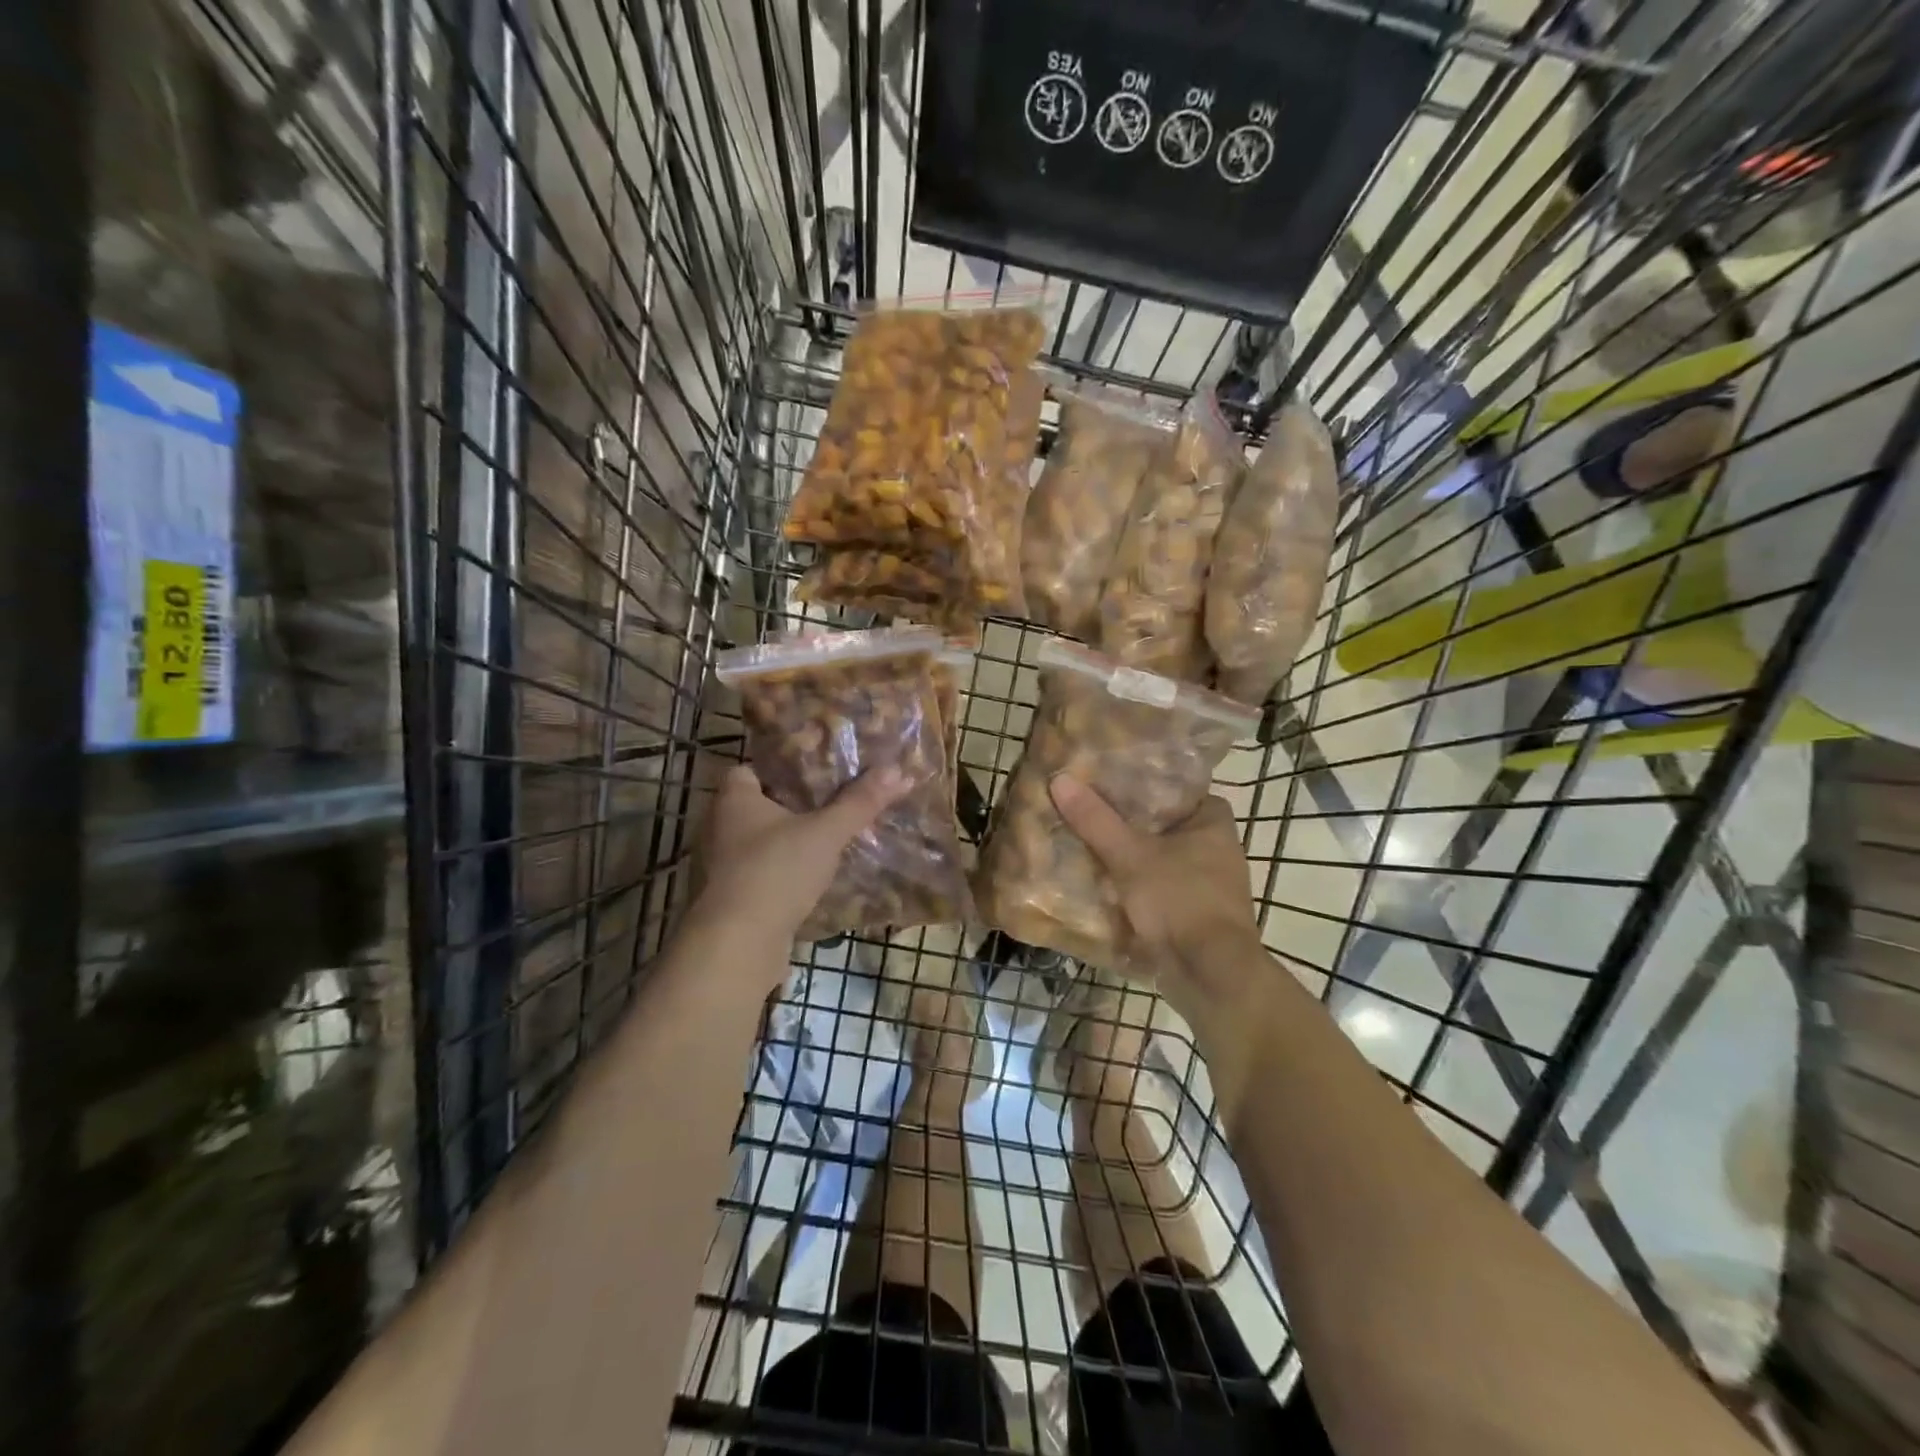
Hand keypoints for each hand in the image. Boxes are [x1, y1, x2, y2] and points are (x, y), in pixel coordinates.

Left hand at [691, 763, 910, 955]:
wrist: (740, 943)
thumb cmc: (776, 870)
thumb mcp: (826, 832)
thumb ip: (860, 802)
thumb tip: (899, 771)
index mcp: (734, 799)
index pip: (748, 770)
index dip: (777, 770)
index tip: (812, 774)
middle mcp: (721, 827)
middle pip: (758, 806)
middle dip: (792, 806)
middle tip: (831, 803)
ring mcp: (724, 865)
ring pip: (762, 842)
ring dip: (791, 842)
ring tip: (830, 839)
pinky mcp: (734, 897)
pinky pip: (764, 873)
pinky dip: (786, 872)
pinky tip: (816, 876)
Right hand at [1048, 774, 1264, 1023]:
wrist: (1210, 974)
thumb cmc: (1180, 901)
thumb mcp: (1130, 855)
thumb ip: (1096, 820)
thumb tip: (1060, 779)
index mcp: (1213, 821)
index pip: (1174, 785)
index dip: (1141, 780)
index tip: (1106, 777)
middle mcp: (1216, 847)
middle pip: (1162, 822)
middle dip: (1127, 820)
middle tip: (1086, 806)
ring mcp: (1207, 882)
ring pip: (1157, 856)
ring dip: (1128, 853)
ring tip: (1085, 838)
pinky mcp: (1193, 912)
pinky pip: (1157, 885)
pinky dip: (1134, 882)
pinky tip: (1101, 878)